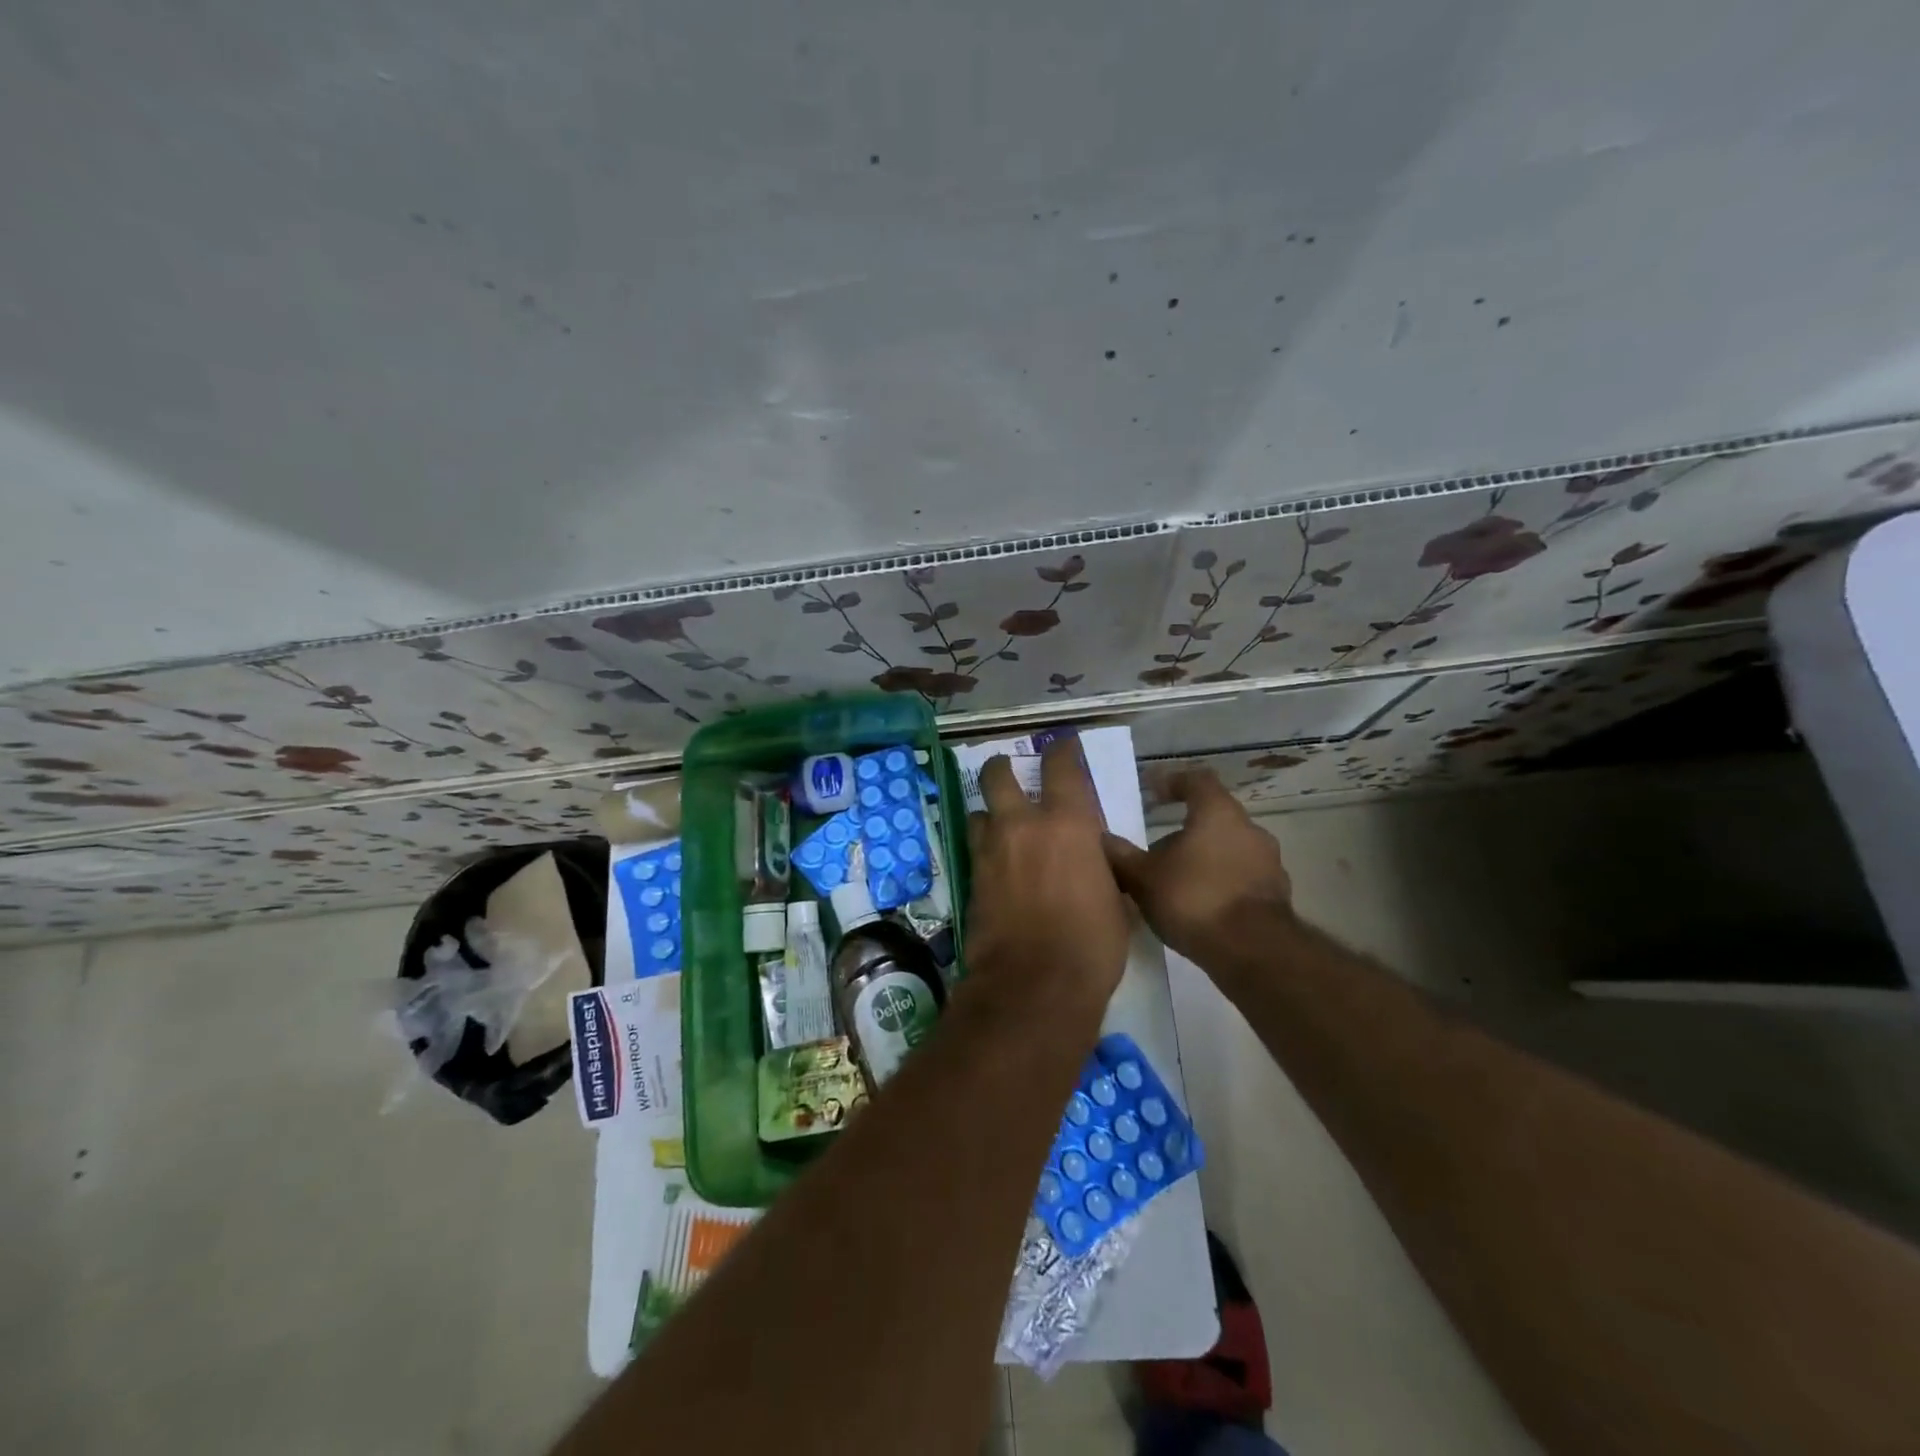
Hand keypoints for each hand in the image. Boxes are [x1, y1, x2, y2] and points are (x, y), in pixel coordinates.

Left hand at [964, 740, 1131, 1016]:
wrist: (1034, 985)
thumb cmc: (1092, 944)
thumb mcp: (1114, 899)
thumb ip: (1099, 866)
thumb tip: (1092, 859)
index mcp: (1067, 823)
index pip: (1061, 767)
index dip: (1062, 749)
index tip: (1062, 744)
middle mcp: (1022, 826)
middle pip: (997, 775)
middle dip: (1000, 768)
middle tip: (1007, 771)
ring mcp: (990, 851)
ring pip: (978, 813)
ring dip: (988, 814)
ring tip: (999, 826)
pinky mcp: (971, 880)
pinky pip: (974, 850)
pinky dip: (984, 850)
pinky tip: (996, 866)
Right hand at [1103, 769, 1292, 966]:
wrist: (1254, 953)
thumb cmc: (1195, 899)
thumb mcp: (1144, 878)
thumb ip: (1121, 856)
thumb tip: (1102, 838)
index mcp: (1218, 813)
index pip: (1197, 780)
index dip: (1173, 782)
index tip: (1153, 792)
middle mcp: (1250, 829)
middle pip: (1214, 817)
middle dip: (1185, 830)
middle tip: (1156, 850)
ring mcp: (1269, 863)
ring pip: (1229, 849)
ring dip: (1204, 859)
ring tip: (1176, 882)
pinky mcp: (1276, 895)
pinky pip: (1241, 878)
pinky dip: (1221, 884)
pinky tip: (1200, 907)